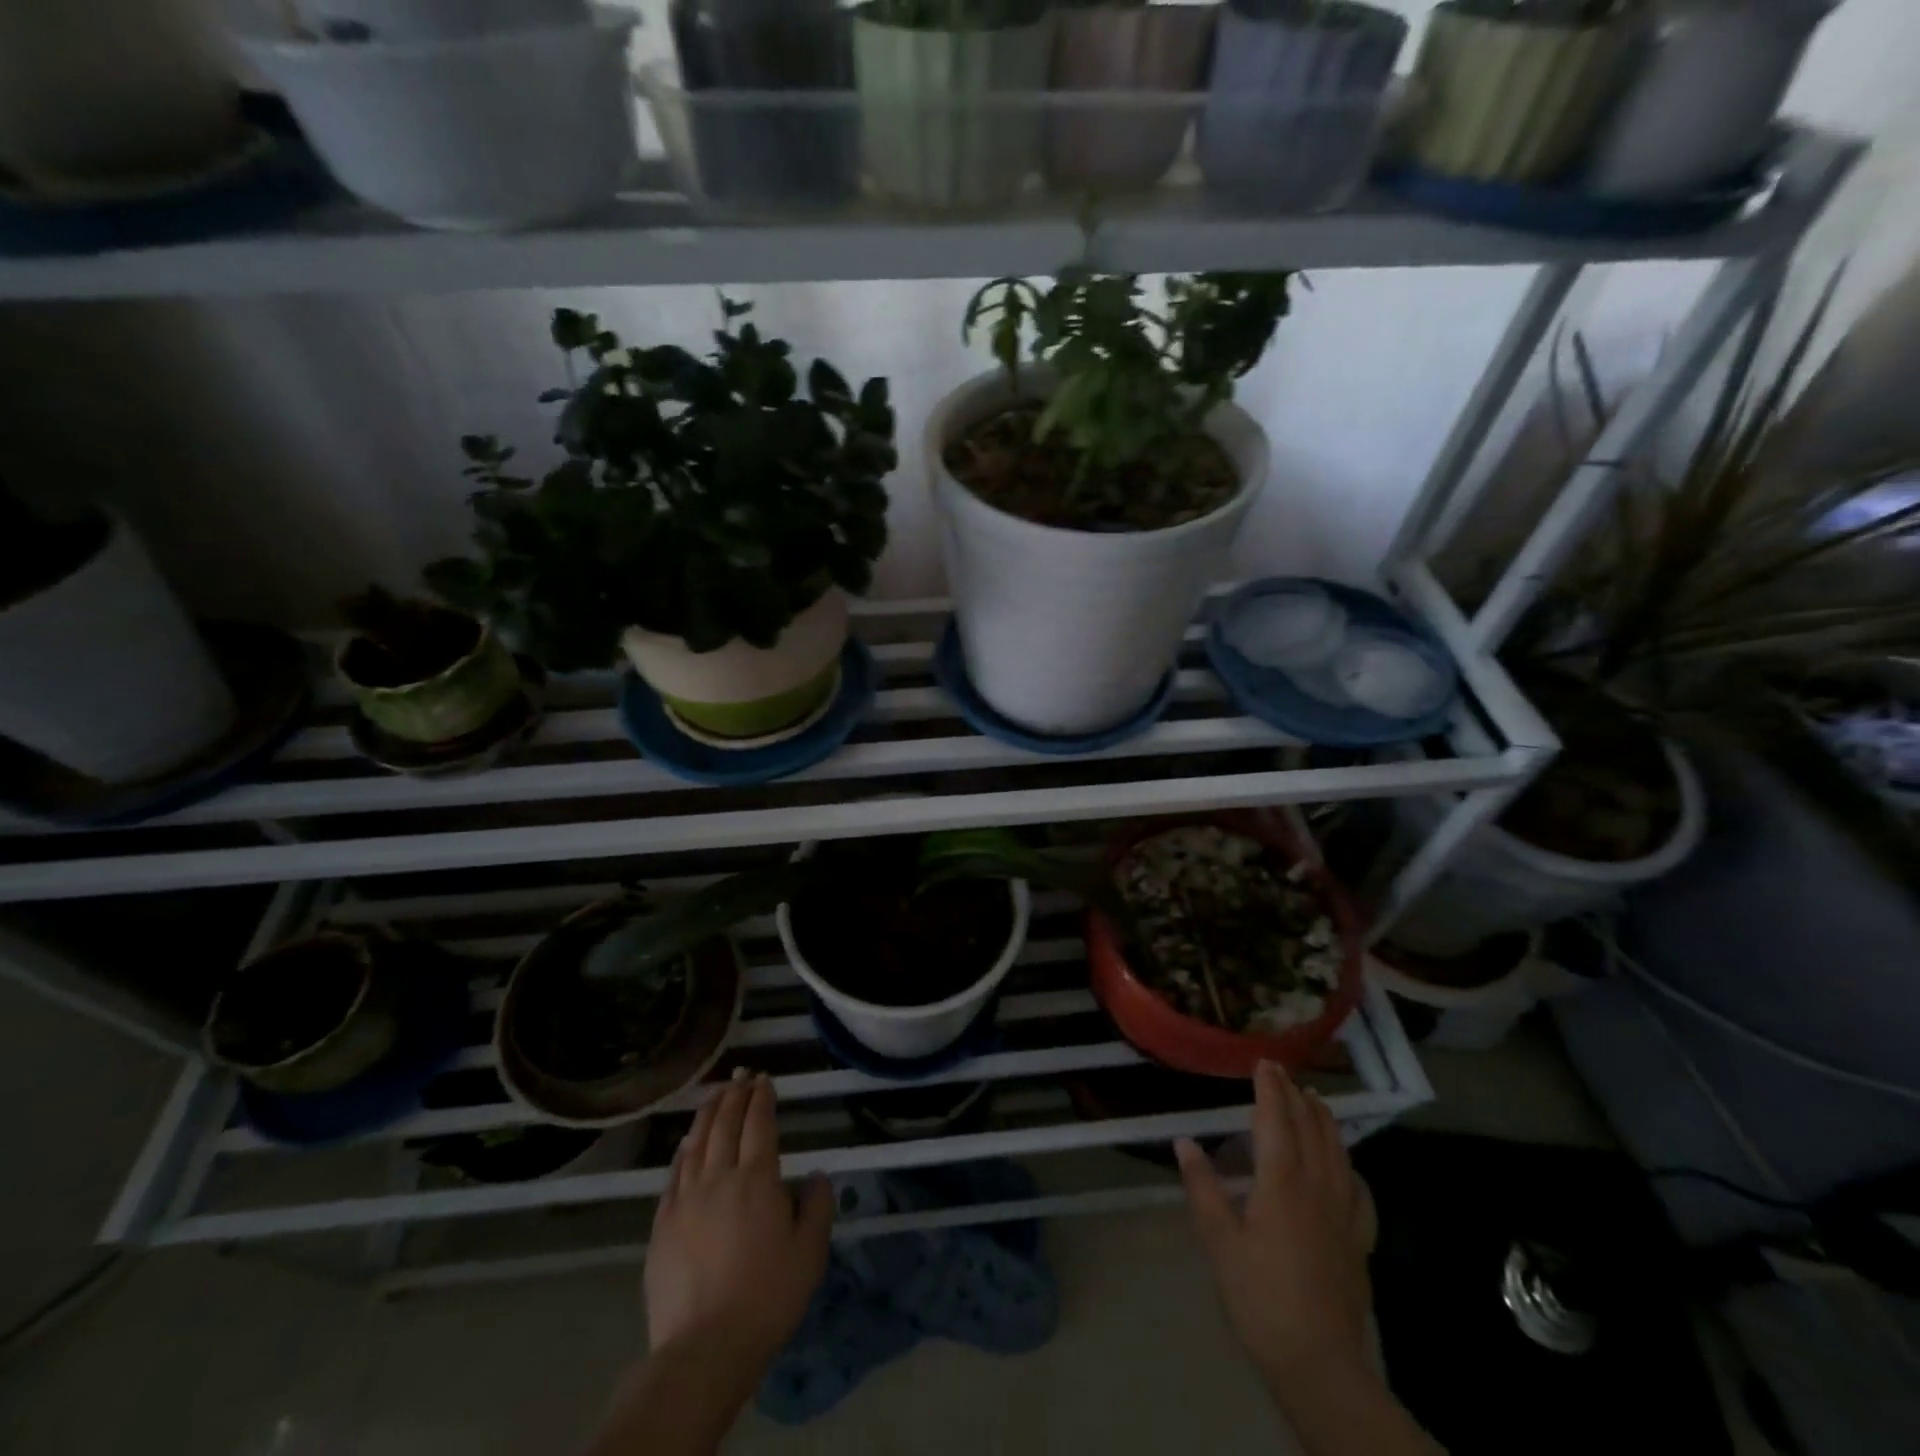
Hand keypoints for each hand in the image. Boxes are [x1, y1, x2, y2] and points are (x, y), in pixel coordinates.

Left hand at [645, 1071, 834, 1386]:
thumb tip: (818, 1176)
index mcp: (758, 1179)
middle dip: (736, 1095)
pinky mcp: (662, 1224)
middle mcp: (720, 1177)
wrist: (705, 1347)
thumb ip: (819, 1206)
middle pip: (726, 1124)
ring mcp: (686, 1199)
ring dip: (708, 1112)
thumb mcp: (810, 1252)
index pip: (759, 1123)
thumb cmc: (767, 1297)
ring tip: (716, 1094)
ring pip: (697, 1142)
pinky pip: (673, 1174)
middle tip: (742, 1075)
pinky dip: (683, 1150)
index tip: (764, 1079)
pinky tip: (686, 1142)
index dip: (762, 1097)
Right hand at [1175, 1061, 1376, 1397]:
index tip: (1264, 1062)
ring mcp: (1344, 1214)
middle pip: (1310, 1130)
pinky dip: (1350, 1166)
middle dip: (1296, 1096)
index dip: (1270, 1089)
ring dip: (1325, 1121)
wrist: (1319, 1363)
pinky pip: (1359, 1191)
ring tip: (1316, 1100)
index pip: (1276, 1121)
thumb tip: (1184, 1141)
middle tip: (1284, 1072)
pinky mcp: (1359, 1241)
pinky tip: (1346, 1166)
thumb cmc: (1260, 1297)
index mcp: (1282, 1183)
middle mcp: (1317, 1188)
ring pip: (1338, 1153)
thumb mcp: (1219, 1241)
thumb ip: (1203, 1187)